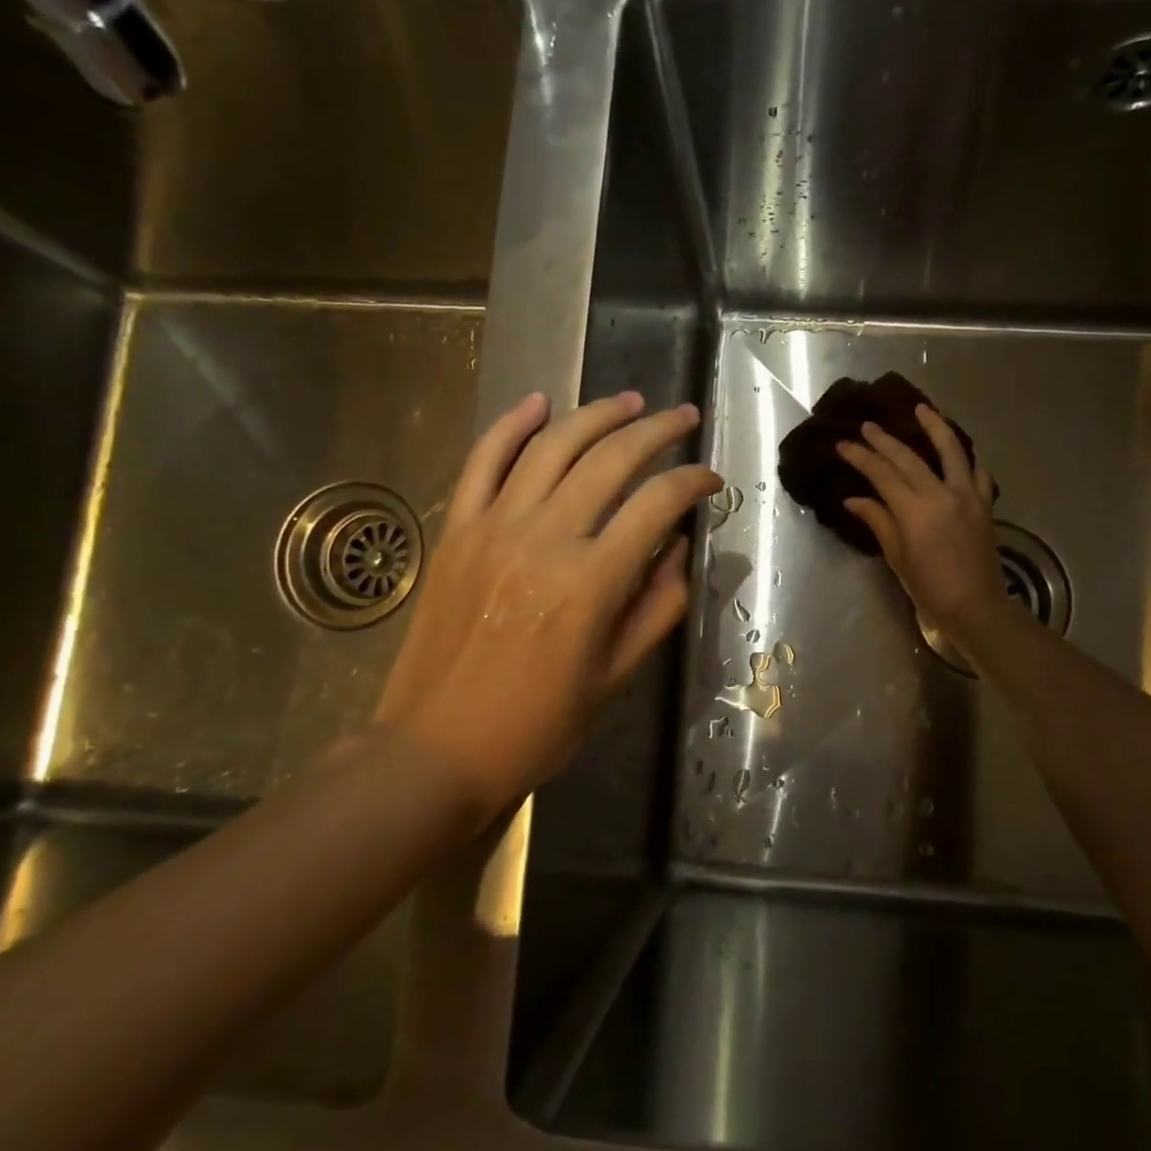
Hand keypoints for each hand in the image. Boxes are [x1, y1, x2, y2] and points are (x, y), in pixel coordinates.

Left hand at [369, 391, 719, 828]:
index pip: (658, 504)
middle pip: (610, 459)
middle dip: (656, 431)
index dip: (693, 482)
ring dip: (595, 415)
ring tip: (629, 402)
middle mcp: (545, 539)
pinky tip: (539, 402)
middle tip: (682, 417)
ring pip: (552, 446)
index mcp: (591, 582)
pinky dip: (511, 426)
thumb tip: (681, 547)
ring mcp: (493, 527)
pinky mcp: (457, 530)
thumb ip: (659, 605)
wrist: (438, 748)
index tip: (711, 479)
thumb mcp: (617, 675)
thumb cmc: (539, 724)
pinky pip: (482, 461)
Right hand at [839, 405, 1008, 643]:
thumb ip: (878, 521)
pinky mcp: (985, 504)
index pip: (882, 473)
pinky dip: (968, 457)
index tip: (843, 444)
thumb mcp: (897, 557)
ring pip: (951, 450)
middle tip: (867, 426)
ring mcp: (967, 495)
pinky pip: (978, 471)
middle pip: (909, 457)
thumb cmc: (930, 587)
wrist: (976, 607)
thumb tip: (854, 499)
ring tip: (922, 408)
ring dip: (935, 426)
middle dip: (885, 440)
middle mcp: (941, 493)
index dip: (861, 457)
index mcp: (915, 510)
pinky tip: (960, 450)